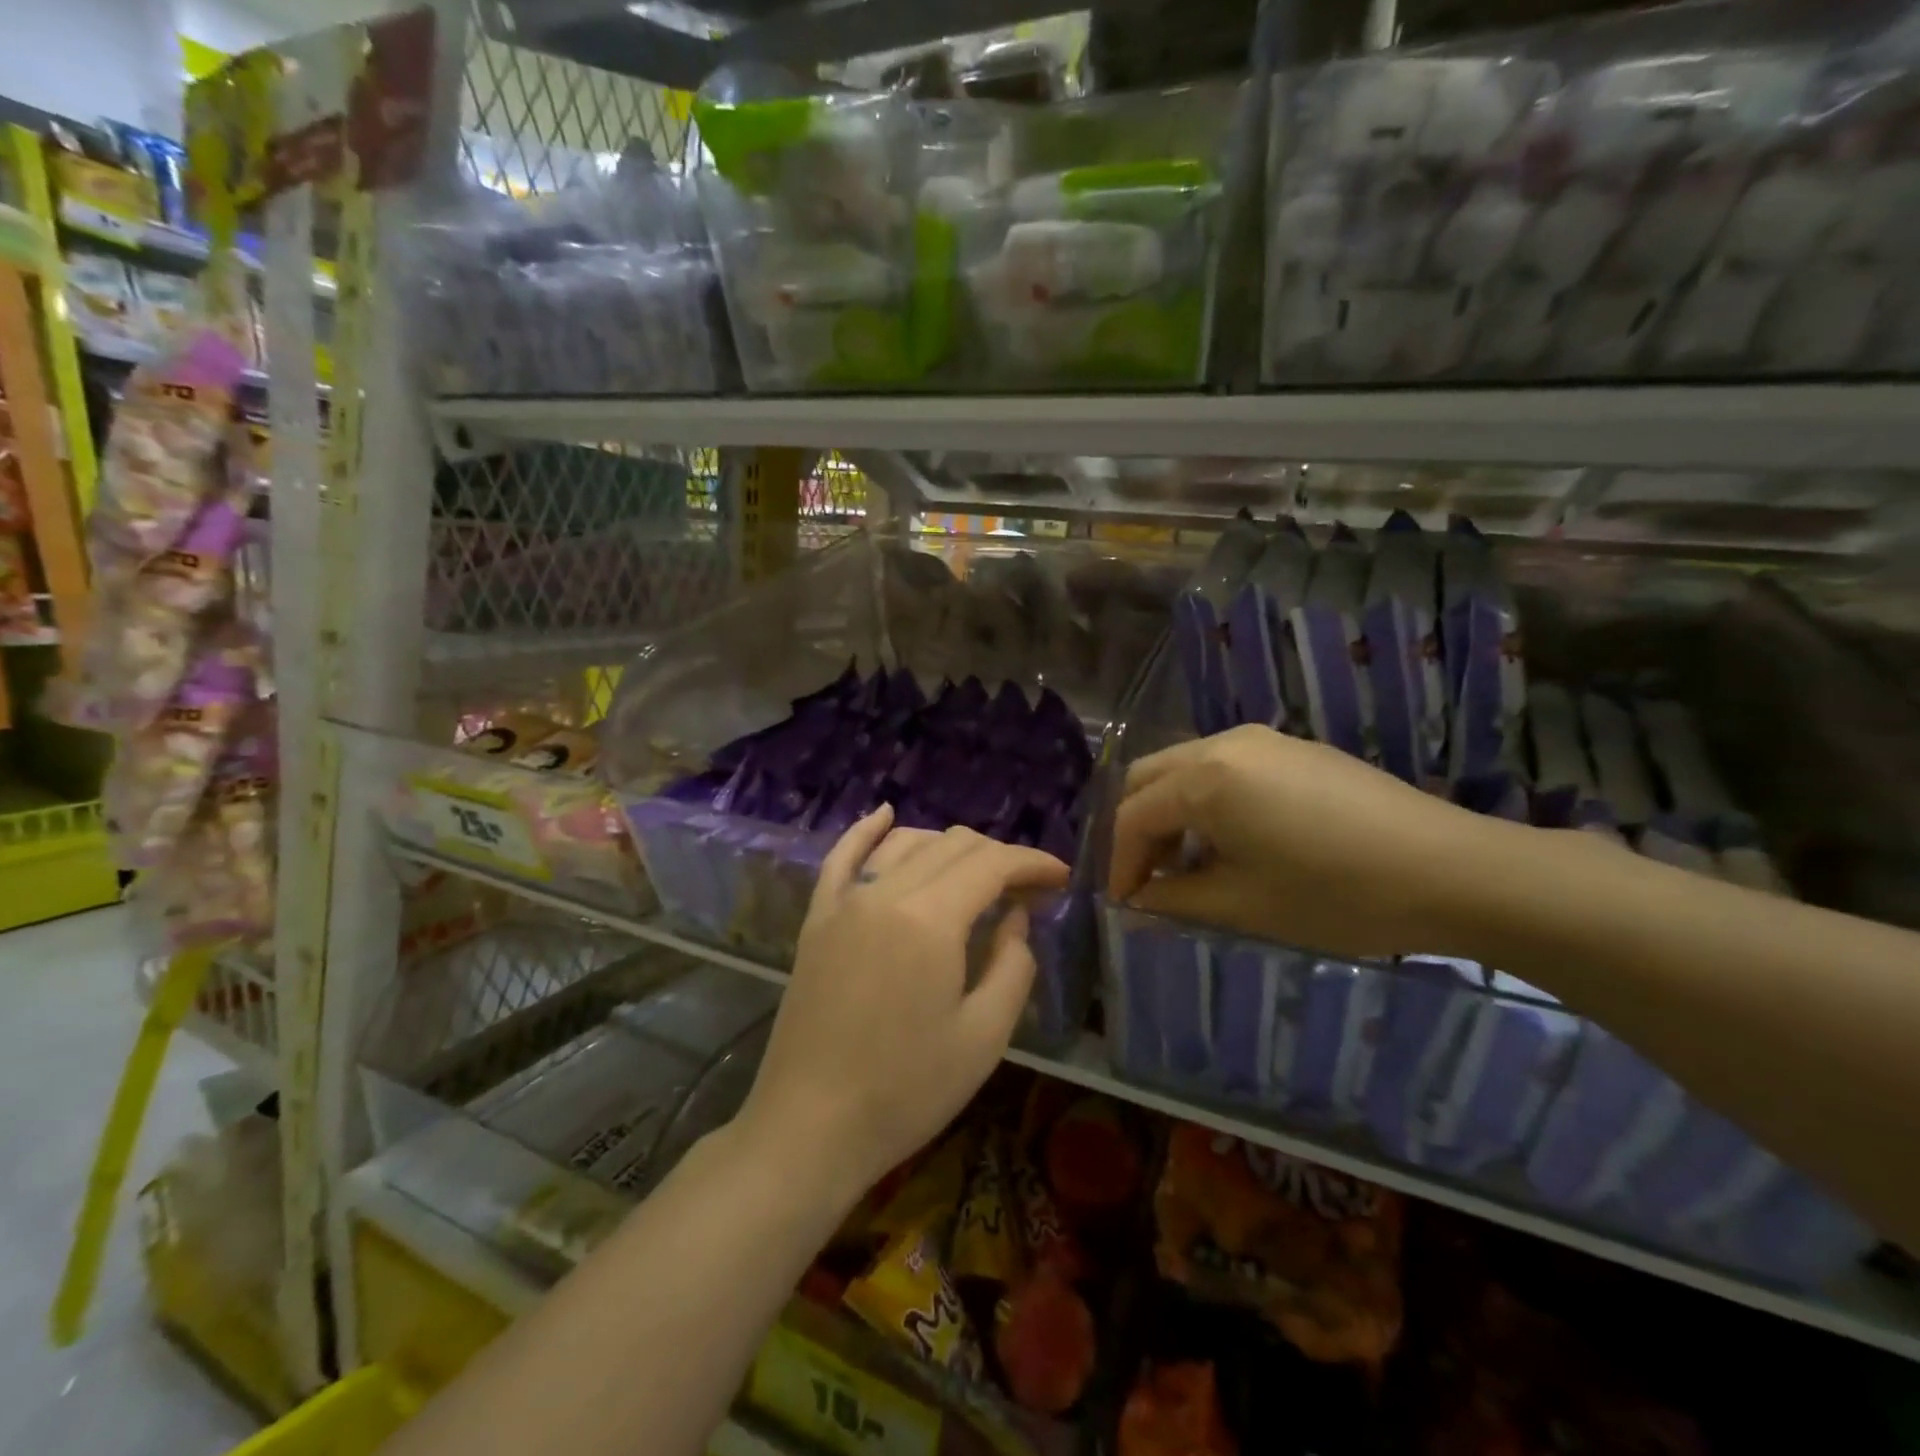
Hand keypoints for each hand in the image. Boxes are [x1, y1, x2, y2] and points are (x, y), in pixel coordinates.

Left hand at [738, 806, 1070, 1205]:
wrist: (809, 1127)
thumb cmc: (906, 1091)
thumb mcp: (984, 1037)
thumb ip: (1012, 965)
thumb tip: (1016, 917)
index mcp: (930, 919)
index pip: (991, 864)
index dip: (1032, 863)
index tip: (1060, 877)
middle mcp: (884, 893)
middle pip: (952, 846)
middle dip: (998, 857)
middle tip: (1028, 888)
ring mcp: (844, 902)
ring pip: (906, 844)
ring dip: (949, 847)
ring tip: (979, 873)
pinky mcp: (817, 920)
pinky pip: (841, 857)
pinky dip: (868, 831)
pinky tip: (886, 814)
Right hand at [1108, 725, 1496, 958]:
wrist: (1453, 870)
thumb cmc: (1336, 894)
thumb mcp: (1243, 905)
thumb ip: (1174, 899)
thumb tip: (1137, 902)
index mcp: (1204, 778)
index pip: (1133, 816)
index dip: (1120, 863)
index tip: (1122, 904)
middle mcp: (1225, 744)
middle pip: (1150, 778)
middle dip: (1138, 829)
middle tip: (1147, 879)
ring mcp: (1264, 741)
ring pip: (1186, 768)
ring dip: (1172, 813)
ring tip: (1188, 866)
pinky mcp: (1294, 749)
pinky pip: (1225, 768)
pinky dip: (1207, 800)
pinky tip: (1233, 842)